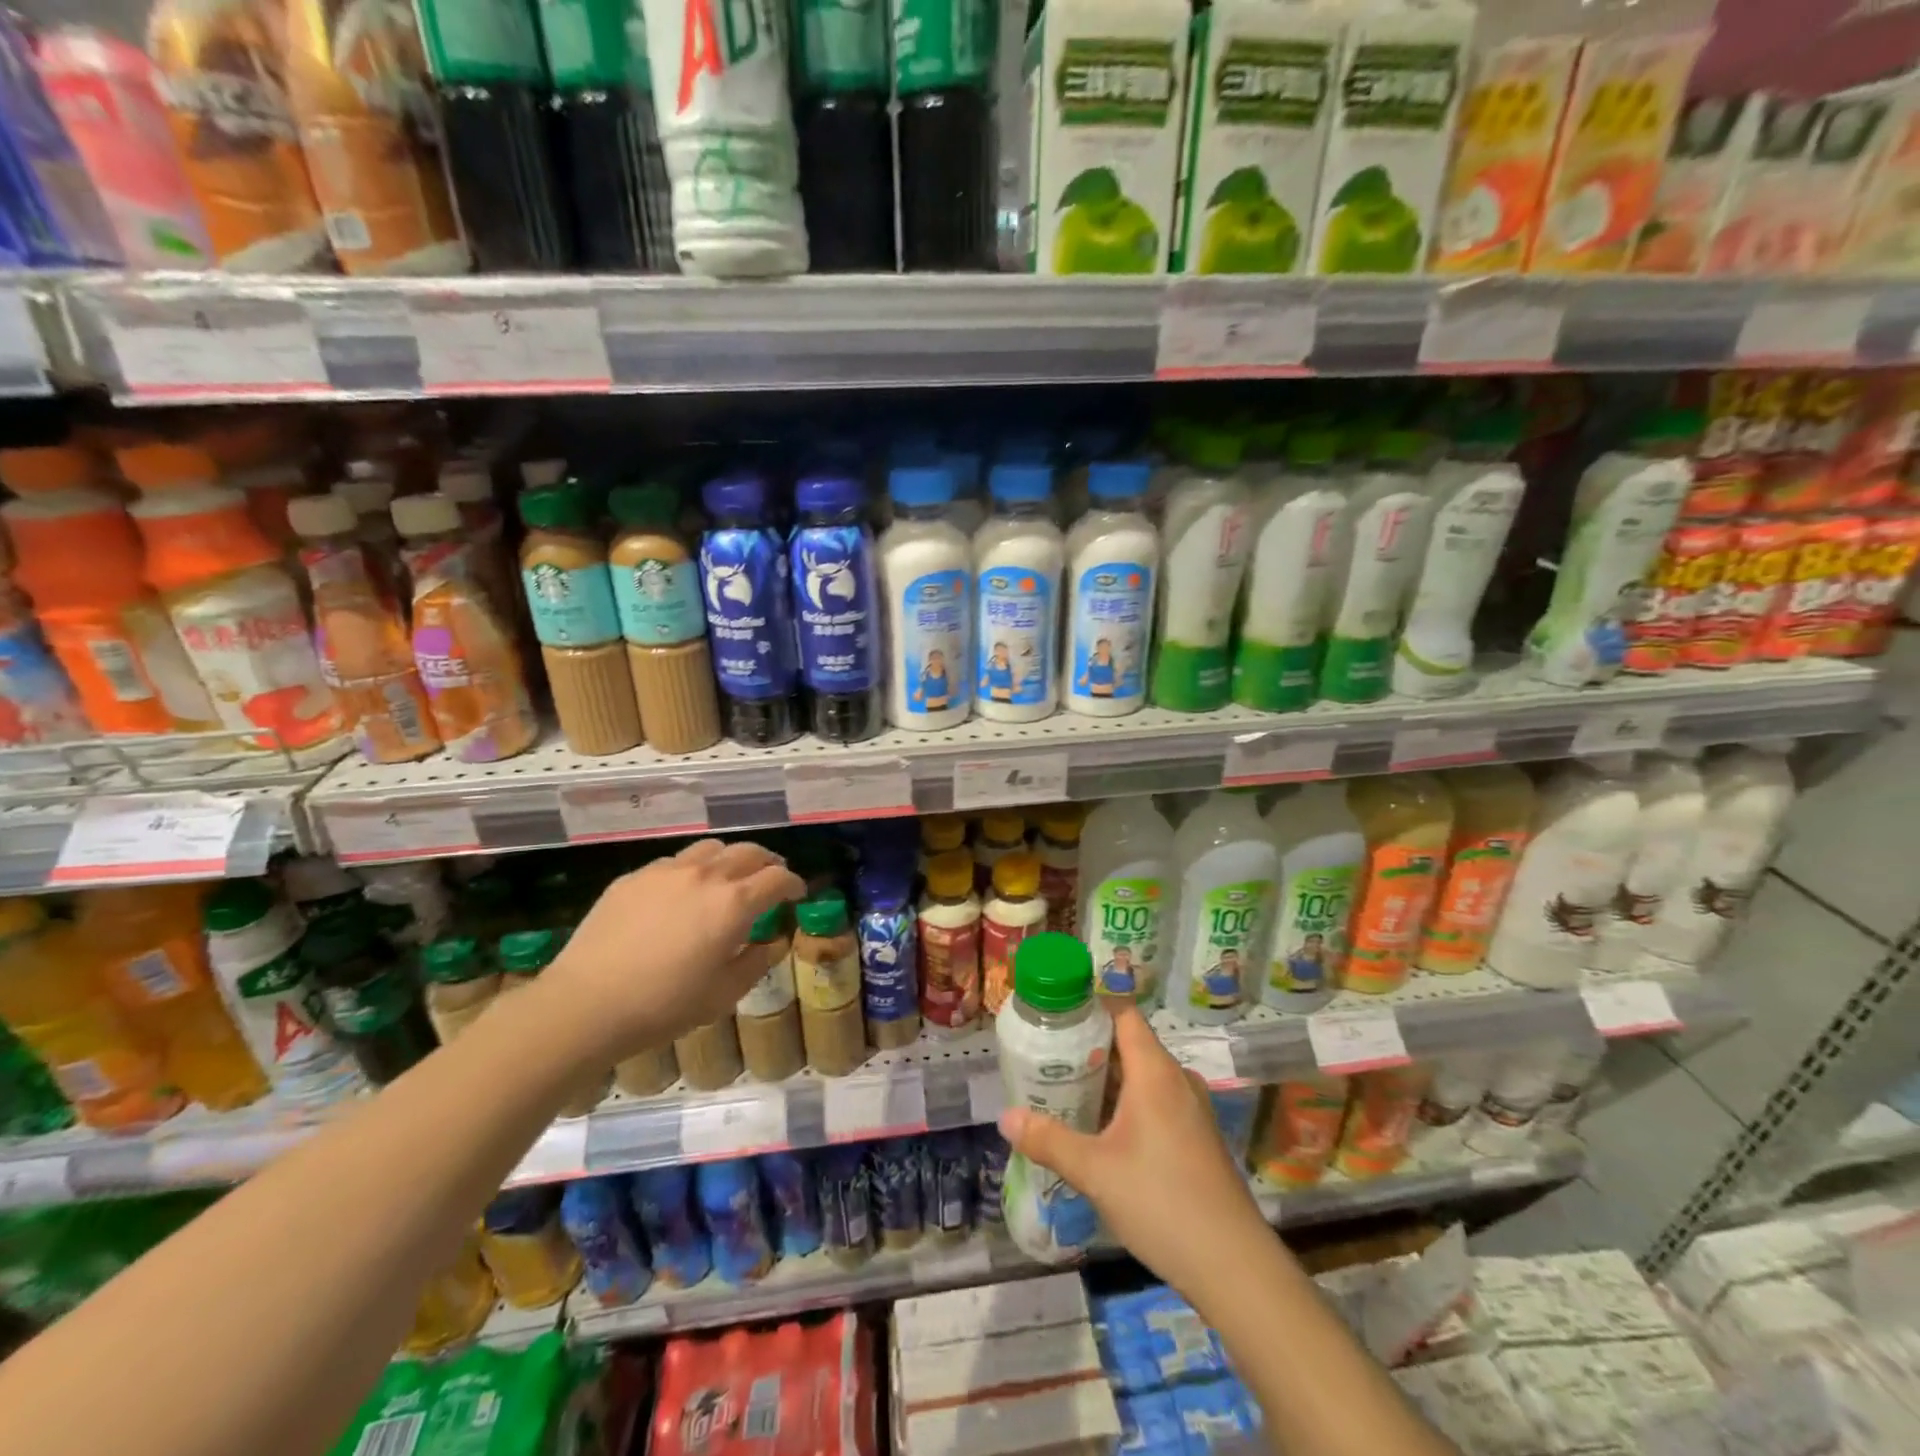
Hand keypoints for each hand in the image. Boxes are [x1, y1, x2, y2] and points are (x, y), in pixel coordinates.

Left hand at [542, 840, 804, 1059]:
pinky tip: (681, 893)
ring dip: (729, 859)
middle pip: (748, 852)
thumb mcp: (723, 994)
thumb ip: (756, 963)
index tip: (795, 894)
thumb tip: (774, 943)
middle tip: (769, 878)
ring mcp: (666, 871)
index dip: (793, 884)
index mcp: (734, 904)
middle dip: (767, 862)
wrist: (585, 1004)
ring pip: (710, 848)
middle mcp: (705, 875)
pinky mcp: (634, 877)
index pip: (777, 878)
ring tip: (728, 878)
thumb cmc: (663, 1005)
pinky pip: (674, 862)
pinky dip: (691, 870)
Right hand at [1000, 1005, 1270, 1301]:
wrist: (1233, 1266)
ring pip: (1144, 1077)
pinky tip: (1103, 1132)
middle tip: (1048, 1059)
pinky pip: (1157, 1102)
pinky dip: (1128, 1104)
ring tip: (1067, 1093)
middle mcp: (1177, 1080)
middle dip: (1090, 1048)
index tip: (1056, 1015)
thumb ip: (1048, 1140)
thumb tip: (1005, 1118)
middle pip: (1130, 1044)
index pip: (1123, 1013)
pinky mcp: (1198, 1138)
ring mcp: (1192, 1110)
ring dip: (1109, 1080)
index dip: (1091, 1007)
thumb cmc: (1160, 1201)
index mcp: (1155, 1071)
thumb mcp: (1094, 1170)